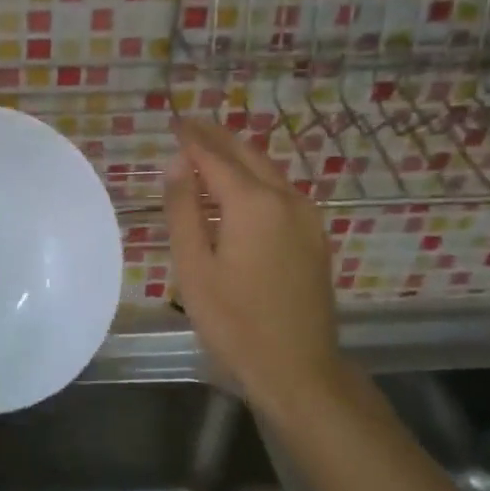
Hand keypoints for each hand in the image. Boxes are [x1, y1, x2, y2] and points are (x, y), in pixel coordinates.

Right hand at [164, 119, 343, 425]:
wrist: (297, 368)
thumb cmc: (233, 322)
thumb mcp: (193, 267)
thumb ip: (184, 209)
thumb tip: (179, 162)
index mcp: (252, 203)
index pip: (216, 156)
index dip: (193, 138)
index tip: (174, 122)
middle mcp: (286, 199)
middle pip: (248, 155)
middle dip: (218, 137)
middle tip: (192, 125)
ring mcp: (307, 218)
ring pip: (269, 171)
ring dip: (239, 155)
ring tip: (211, 148)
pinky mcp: (315, 237)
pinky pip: (282, 192)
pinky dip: (257, 178)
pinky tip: (241, 188)